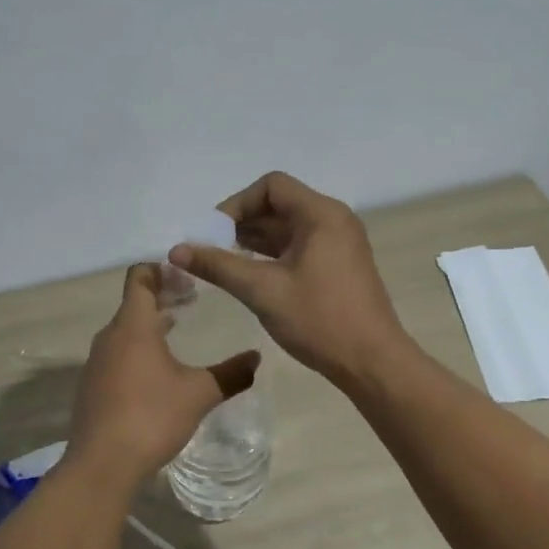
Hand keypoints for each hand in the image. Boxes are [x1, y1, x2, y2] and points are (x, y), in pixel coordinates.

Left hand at [64, 265, 259, 489]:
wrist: (102, 464)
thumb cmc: (152, 417)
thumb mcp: (200, 394)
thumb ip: (231, 373)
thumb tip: (257, 358)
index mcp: (133, 326)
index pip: (140, 278)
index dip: (162, 270)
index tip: (187, 277)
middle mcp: (110, 336)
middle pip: (134, 303)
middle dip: (162, 297)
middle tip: (192, 300)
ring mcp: (97, 361)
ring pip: (124, 330)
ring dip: (150, 324)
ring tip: (177, 330)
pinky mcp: (92, 385)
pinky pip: (116, 353)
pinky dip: (136, 348)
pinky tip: (156, 371)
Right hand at [169, 171, 411, 385]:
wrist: (372, 361)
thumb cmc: (319, 320)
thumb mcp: (262, 290)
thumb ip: (218, 265)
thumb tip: (176, 250)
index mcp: (321, 215)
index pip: (271, 186)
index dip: (237, 204)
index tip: (214, 233)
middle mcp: (334, 220)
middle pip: (280, 204)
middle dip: (242, 222)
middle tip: (212, 249)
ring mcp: (339, 243)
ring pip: (289, 227)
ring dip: (256, 239)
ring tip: (224, 263)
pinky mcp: (339, 264)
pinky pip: (300, 245)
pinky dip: (273, 254)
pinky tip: (250, 274)